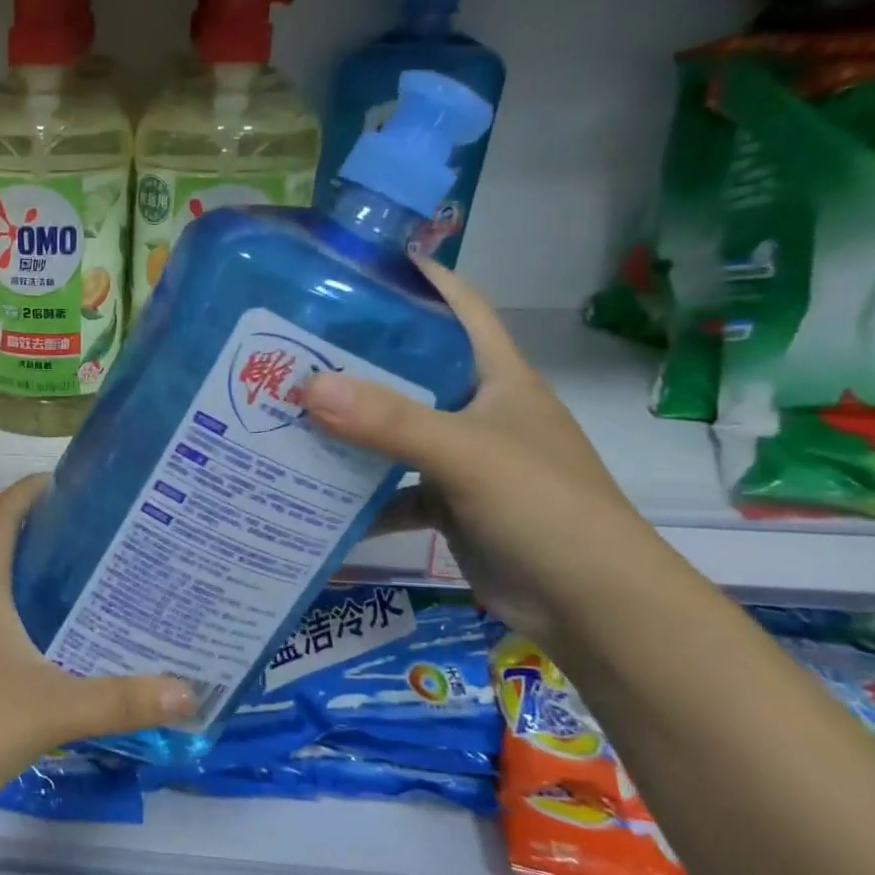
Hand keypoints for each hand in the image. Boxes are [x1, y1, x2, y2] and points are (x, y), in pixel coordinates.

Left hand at [0, 476, 194, 829]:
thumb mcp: (48, 711)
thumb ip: (119, 701)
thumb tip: (190, 693)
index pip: (5, 511)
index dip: (36, 488)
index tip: (81, 483)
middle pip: (1, 540)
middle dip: (47, 530)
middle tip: (103, 536)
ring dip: (31, 572)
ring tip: (86, 579)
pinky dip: (17, 609)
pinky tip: (48, 639)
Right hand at [302, 259, 673, 650]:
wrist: (593, 608)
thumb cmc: (545, 509)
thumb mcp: (467, 455)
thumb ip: (390, 421)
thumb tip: (307, 387)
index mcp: (497, 375)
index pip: (456, 305)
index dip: (411, 277)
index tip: (346, 266)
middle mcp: (477, 408)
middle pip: (409, 367)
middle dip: (353, 356)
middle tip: (286, 346)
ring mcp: (461, 457)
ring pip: (392, 429)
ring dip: (346, 426)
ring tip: (281, 413)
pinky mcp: (447, 502)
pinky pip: (390, 486)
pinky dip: (356, 492)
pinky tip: (310, 492)